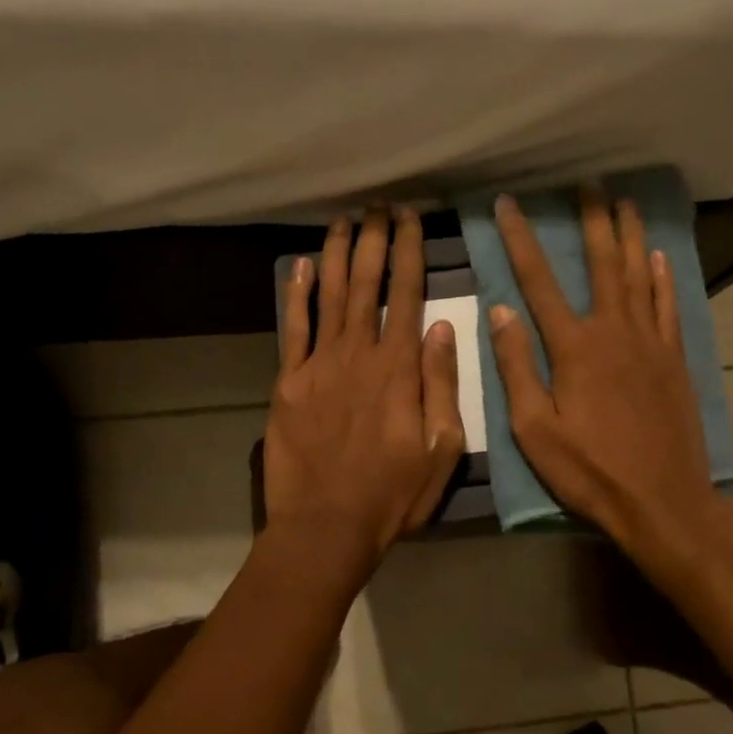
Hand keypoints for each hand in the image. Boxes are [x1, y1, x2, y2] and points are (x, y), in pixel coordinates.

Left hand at [264, 207, 464, 573]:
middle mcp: (358, 354)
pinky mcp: (288, 382)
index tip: (409, 219)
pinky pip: (293, 329)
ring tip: (344, 221)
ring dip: (336, 255)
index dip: (409, 251)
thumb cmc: (392, 494)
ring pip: (328, 296)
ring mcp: (318, 365)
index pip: (407, 294)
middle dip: (374, 240)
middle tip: (378, 207)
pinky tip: (299, 267)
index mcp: (399, 368)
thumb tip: (444, 328)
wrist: (325, 527)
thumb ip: (442, 385)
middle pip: (366, 284)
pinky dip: (296, 295)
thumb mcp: (441, 448)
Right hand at [489, 190, 728, 572]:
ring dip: (630, 236)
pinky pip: (668, 306)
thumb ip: (517, 367)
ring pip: (639, 276)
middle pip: (602, 264)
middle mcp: (614, 331)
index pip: (538, 281)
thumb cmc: (590, 470)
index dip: (520, 240)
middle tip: (588, 185)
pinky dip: (662, 278)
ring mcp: (650, 342)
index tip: (507, 205)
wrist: (662, 501)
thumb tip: (500, 311)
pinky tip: (658, 257)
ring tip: (625, 202)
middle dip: (592, 221)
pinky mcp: (675, 360)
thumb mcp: (534, 429)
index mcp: (574, 347)